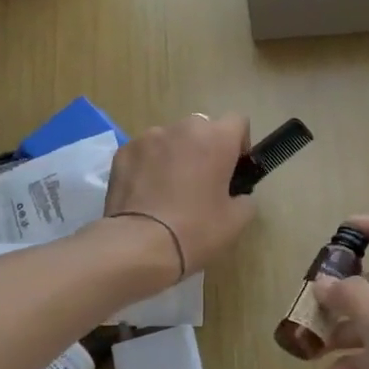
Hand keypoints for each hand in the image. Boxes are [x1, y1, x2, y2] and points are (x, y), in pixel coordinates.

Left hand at [103, 112, 255, 276]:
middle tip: (201, 183)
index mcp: (217, 138)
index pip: (237, 122)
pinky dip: (149, 165)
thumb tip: (237, 195)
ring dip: (175, 155)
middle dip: (205, 149)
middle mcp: (184, 128)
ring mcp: (149, 137)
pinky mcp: (123, 151)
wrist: (138, 245)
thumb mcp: (236, 222)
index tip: (233, 170)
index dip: (239, 145)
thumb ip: (245, 199)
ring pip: (171, 139)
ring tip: (168, 190)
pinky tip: (145, 194)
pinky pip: (145, 152)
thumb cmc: (195, 231)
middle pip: (202, 129)